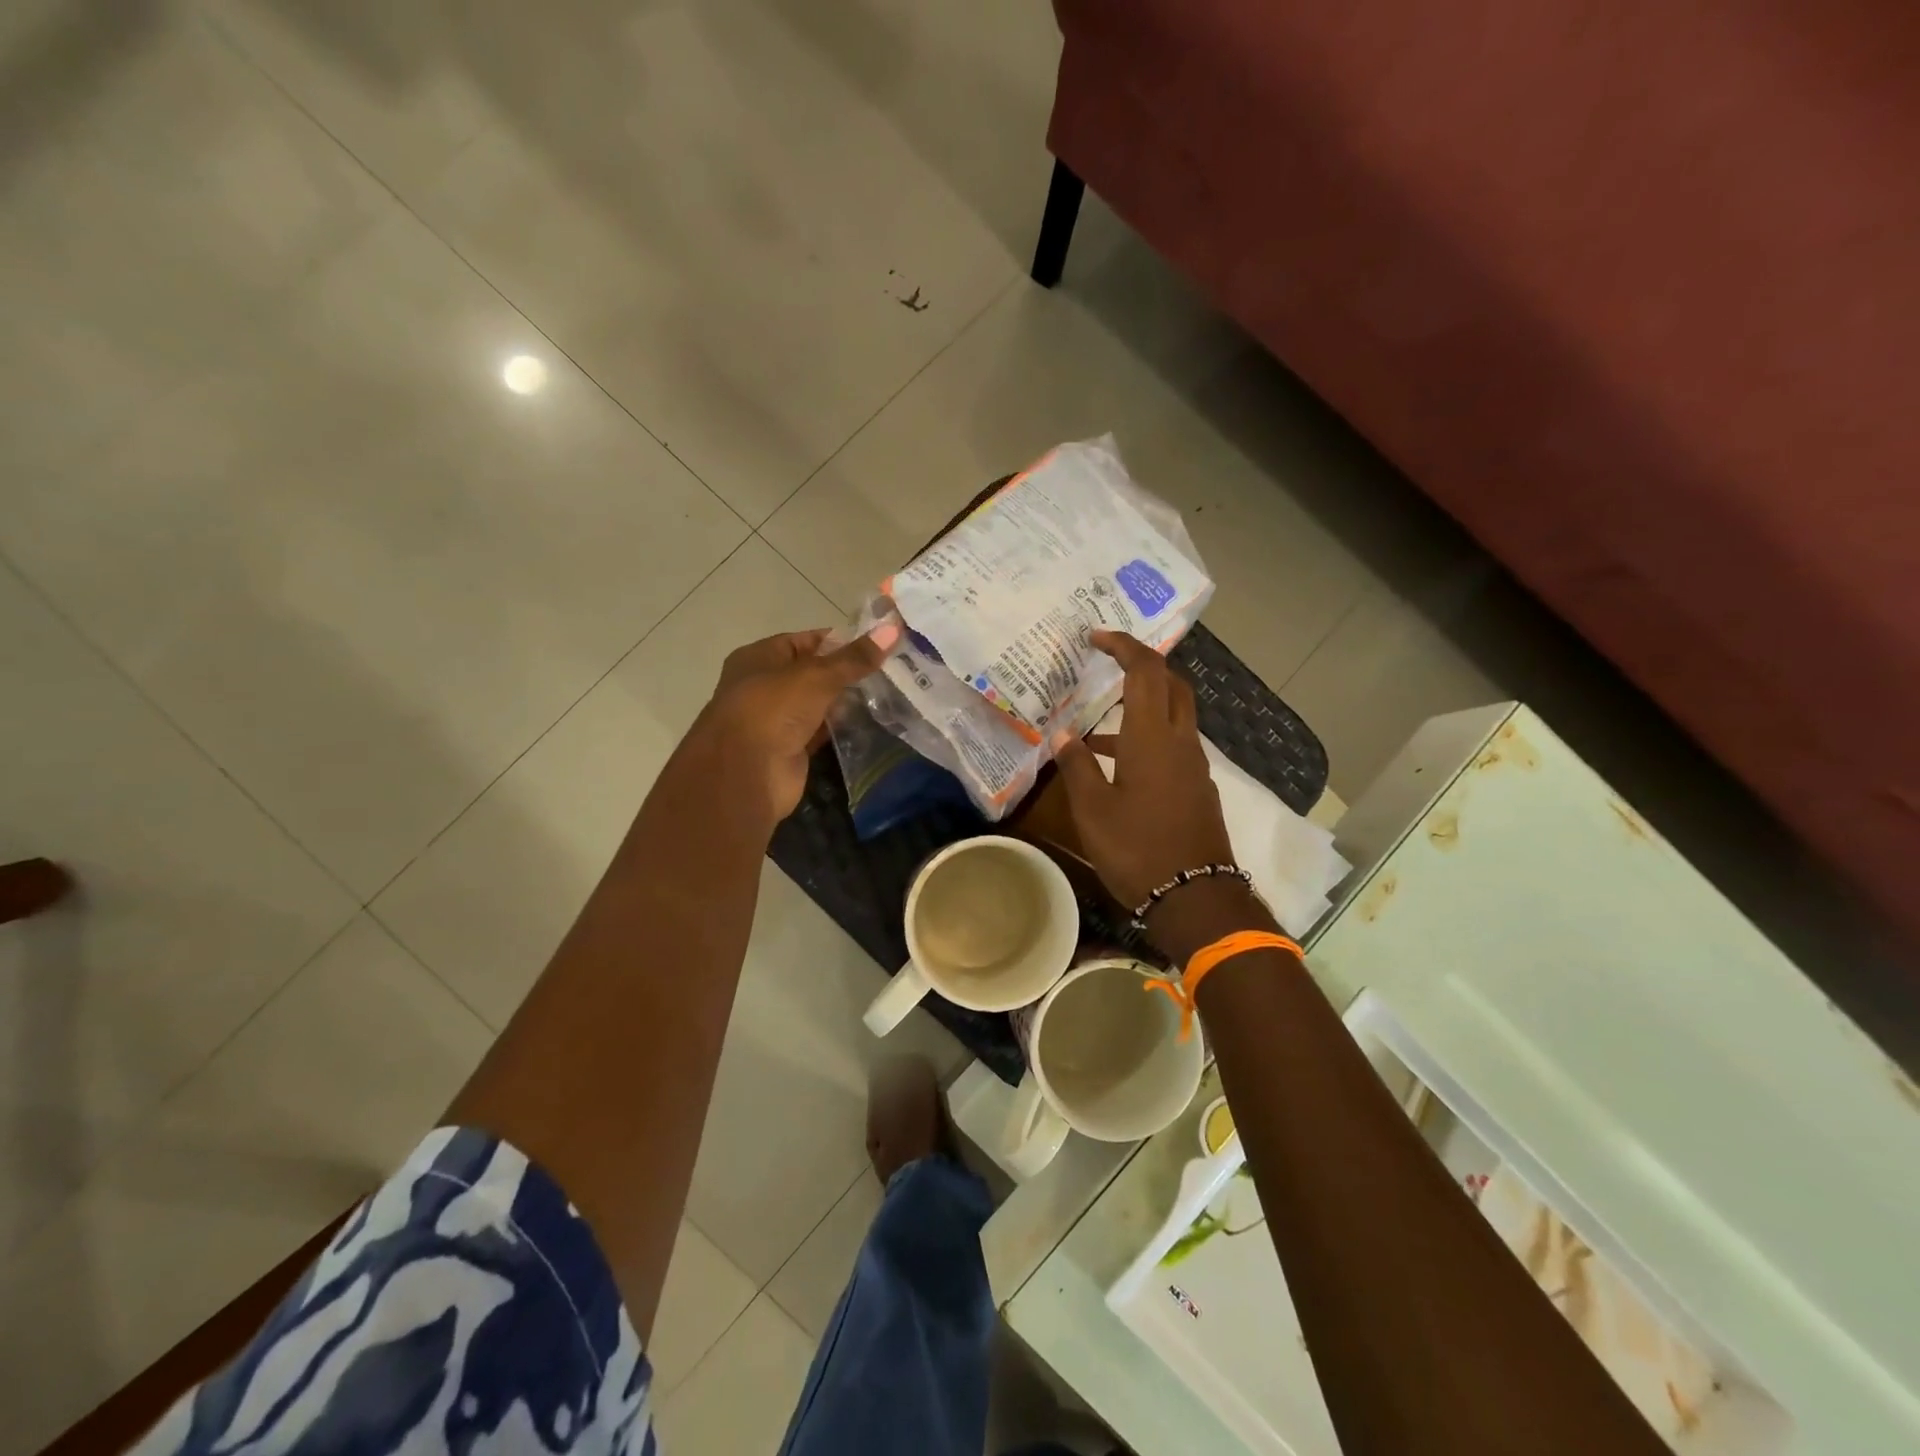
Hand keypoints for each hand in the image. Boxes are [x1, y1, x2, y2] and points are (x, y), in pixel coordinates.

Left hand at [690, 622, 899, 825]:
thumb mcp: (817, 675)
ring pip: (818, 703)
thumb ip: (854, 657)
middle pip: (813, 672)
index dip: (840, 641)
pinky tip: (870, 721)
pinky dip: (840, 728)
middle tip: (890, 669)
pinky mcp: (790, 749)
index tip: (878, 643)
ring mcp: (776, 720)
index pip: (805, 641)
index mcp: (759, 658)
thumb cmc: (773, 710)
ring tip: (888, 692)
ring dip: (846, 701)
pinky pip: (820, 731)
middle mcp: (764, 686)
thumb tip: (893, 627)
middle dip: (847, 672)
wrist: (746, 774)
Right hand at [1053, 631, 1269, 960]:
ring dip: (1141, 707)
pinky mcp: (1197, 787)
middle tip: (1108, 665)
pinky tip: (1118, 768)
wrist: (1195, 897)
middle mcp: (1180, 741)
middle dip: (1142, 666)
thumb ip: (1076, 766)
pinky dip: (1148, 738)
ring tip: (1095, 730)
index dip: (1123, 646)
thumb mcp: (1092, 810)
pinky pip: (1173, 745)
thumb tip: (1063, 735)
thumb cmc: (1136, 849)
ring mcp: (1193, 765)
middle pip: (1171, 684)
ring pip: (1173, 716)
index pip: (1146, 670)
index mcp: (1152, 737)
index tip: (1096, 638)